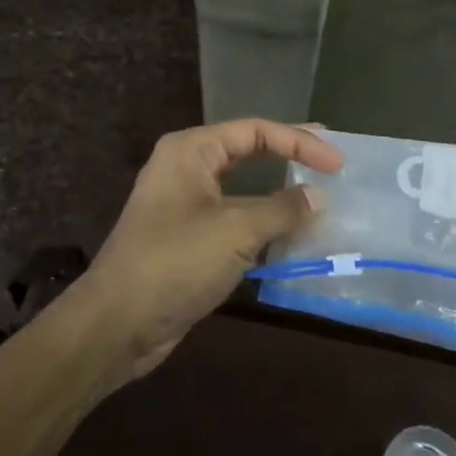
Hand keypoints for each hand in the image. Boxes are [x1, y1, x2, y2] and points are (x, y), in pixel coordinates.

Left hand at [68, 119, 342, 380]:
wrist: (117, 324)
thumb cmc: (176, 262)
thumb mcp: (236, 230)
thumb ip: (282, 208)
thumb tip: (318, 196)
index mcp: (191, 150)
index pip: (255, 130)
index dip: (299, 141)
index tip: (337, 162)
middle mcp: (186, 168)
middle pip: (247, 151)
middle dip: (289, 156)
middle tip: (331, 162)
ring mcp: (185, 205)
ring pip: (242, 189)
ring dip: (278, 194)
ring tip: (318, 198)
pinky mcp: (188, 239)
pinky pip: (233, 220)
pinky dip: (262, 224)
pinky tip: (289, 235)